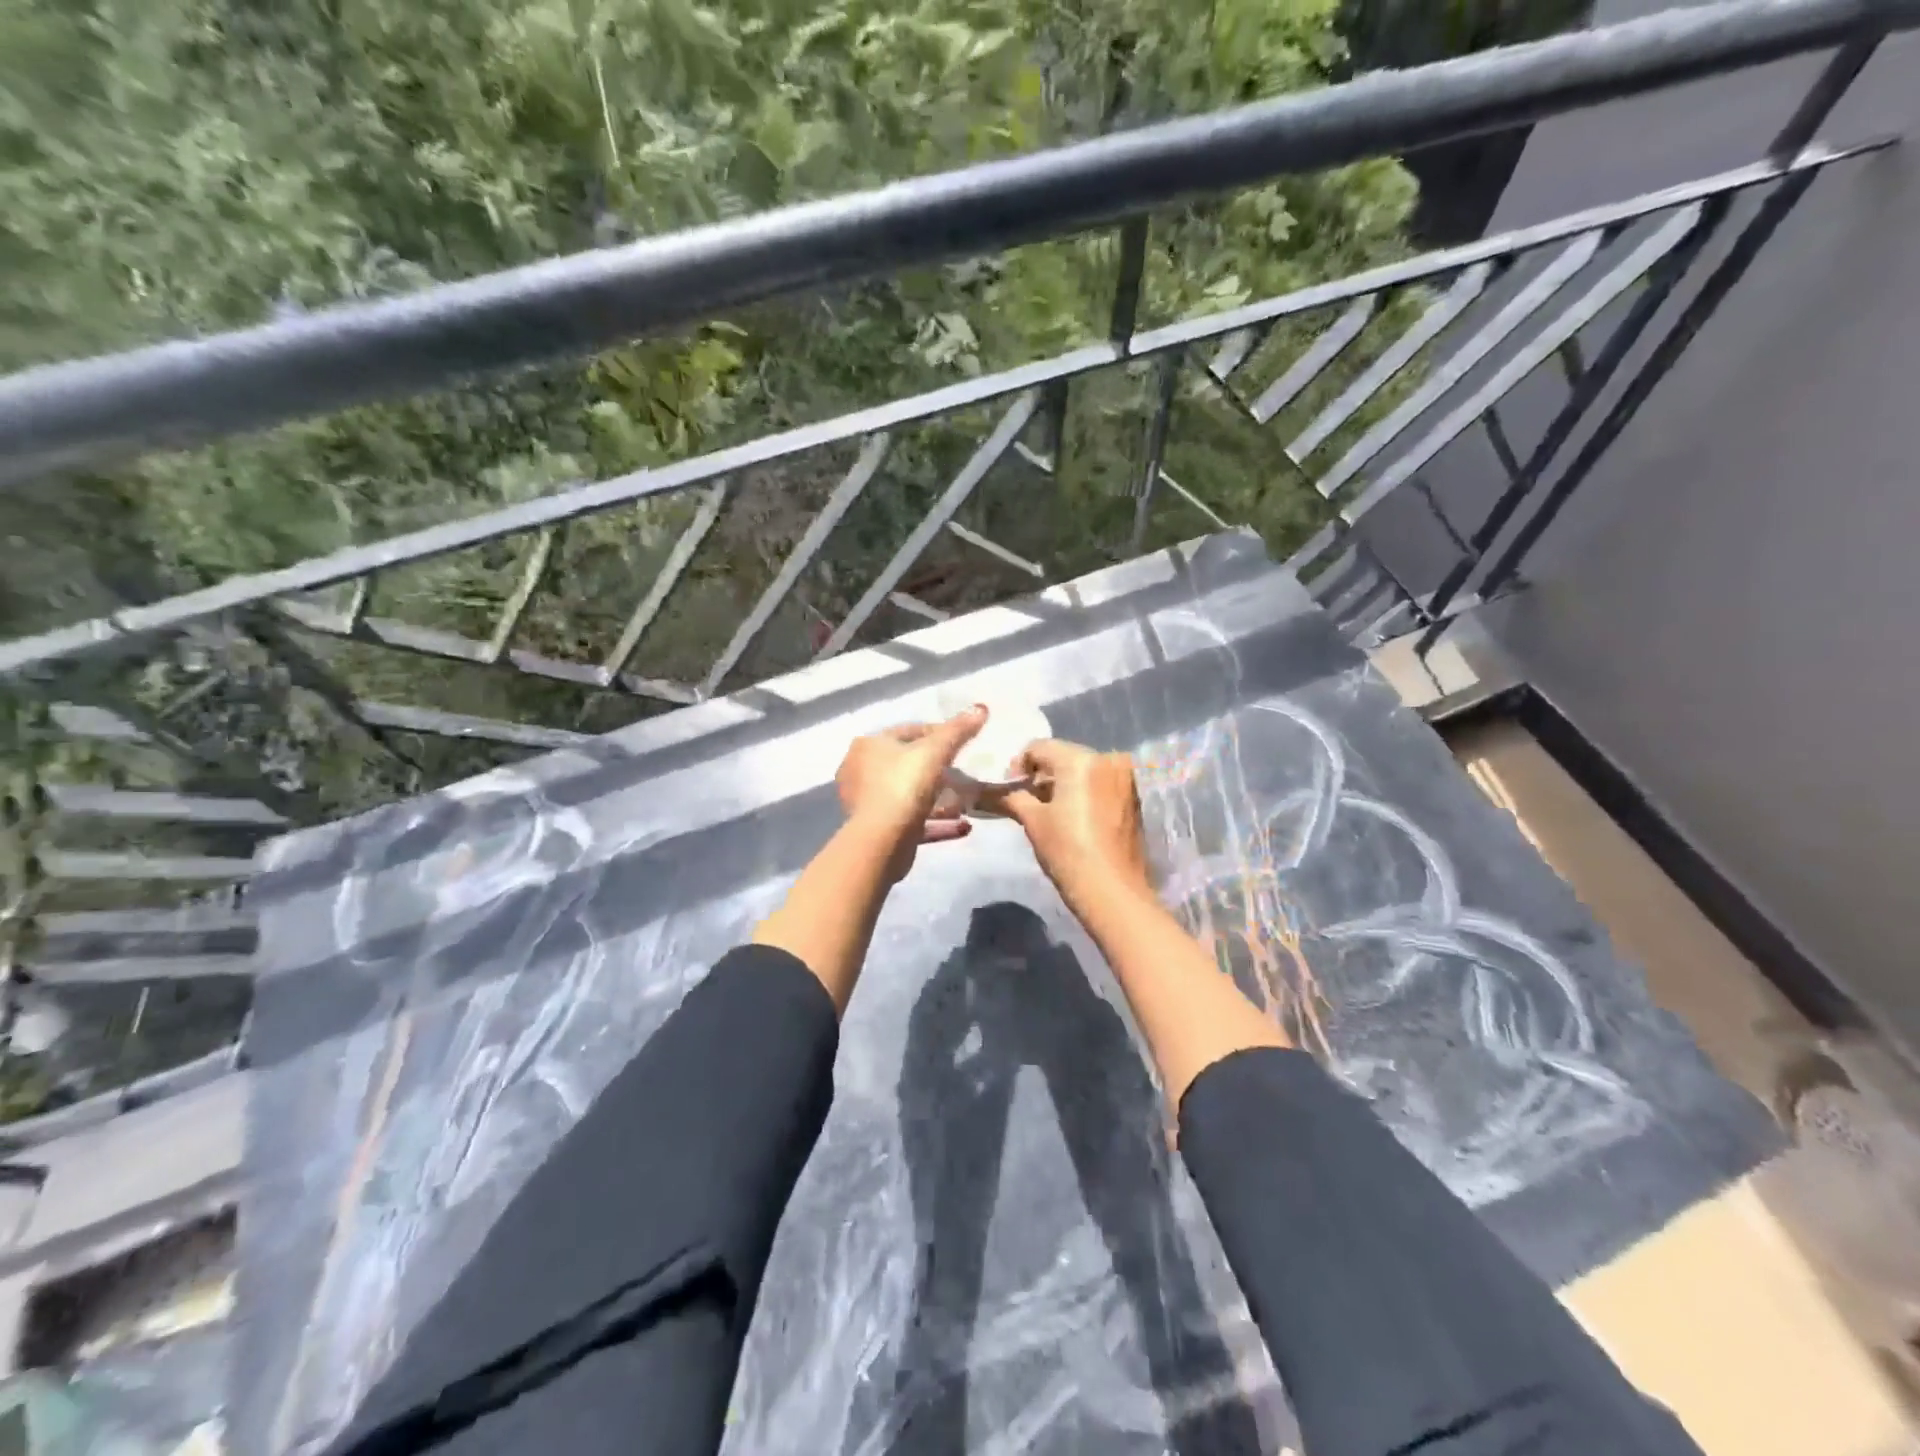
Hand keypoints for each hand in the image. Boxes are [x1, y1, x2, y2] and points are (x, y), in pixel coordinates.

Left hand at [835, 706, 986, 877]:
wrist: (883, 840)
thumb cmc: (904, 784)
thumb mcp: (936, 750)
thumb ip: (958, 730)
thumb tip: (981, 707)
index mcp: (868, 745)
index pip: (908, 732)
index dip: (938, 734)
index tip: (963, 744)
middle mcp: (860, 770)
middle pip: (907, 765)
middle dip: (938, 771)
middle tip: (964, 775)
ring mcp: (867, 802)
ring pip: (910, 795)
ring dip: (938, 800)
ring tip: (965, 803)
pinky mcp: (877, 830)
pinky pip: (912, 821)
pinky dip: (936, 822)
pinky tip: (962, 826)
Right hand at [990, 739, 1150, 912]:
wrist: (1113, 892)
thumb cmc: (1068, 851)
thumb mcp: (1033, 821)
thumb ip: (1012, 796)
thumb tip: (990, 790)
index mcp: (1081, 759)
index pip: (1039, 747)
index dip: (1018, 765)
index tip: (1008, 788)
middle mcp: (1108, 758)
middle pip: (1063, 755)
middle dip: (1041, 774)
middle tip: (1023, 798)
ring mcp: (1125, 777)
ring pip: (1082, 769)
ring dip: (1062, 783)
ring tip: (1045, 809)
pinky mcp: (1133, 796)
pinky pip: (1099, 782)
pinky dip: (1082, 791)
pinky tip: (1070, 815)